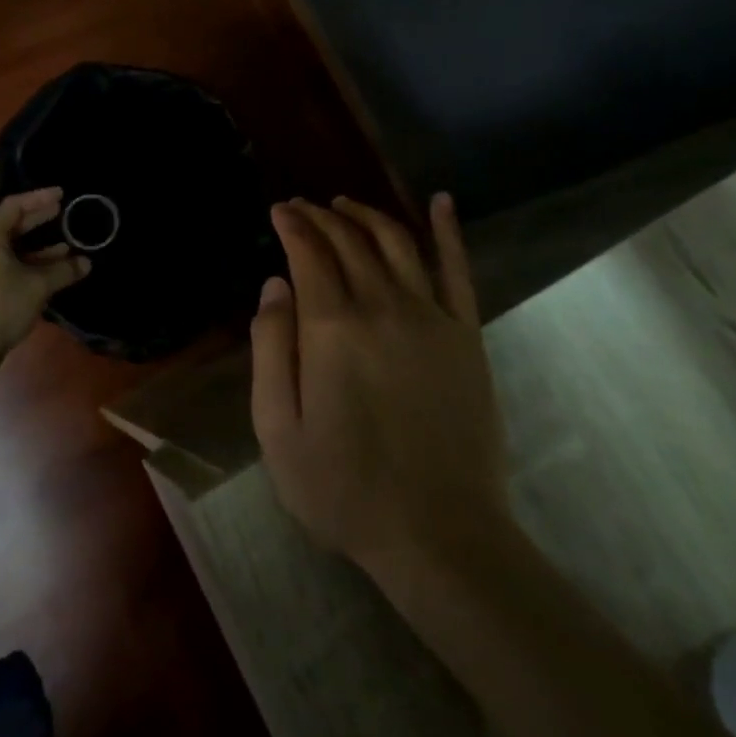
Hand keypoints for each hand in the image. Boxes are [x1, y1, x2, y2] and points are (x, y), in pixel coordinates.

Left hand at [0, 188, 90, 365]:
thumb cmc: (3, 307)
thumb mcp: (38, 286)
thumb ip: (63, 270)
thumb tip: (86, 262)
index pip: (13, 207)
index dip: (38, 198)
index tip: (61, 195)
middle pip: (12, 226)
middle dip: (39, 219)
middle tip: (62, 212)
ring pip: (13, 249)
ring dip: (39, 245)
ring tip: (65, 245)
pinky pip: (11, 266)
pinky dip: (31, 263)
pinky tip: (51, 271)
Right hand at [249, 193, 513, 576]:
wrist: (440, 535)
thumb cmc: (344, 487)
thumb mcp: (278, 429)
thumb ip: (270, 348)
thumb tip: (274, 285)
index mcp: (332, 327)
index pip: (309, 252)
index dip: (292, 224)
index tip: (278, 210)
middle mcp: (382, 305)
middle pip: (349, 240)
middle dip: (321, 215)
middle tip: (303, 208)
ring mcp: (431, 316)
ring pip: (396, 241)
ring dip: (367, 215)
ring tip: (345, 205)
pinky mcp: (466, 334)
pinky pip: (457, 268)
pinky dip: (447, 230)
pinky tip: (440, 201)